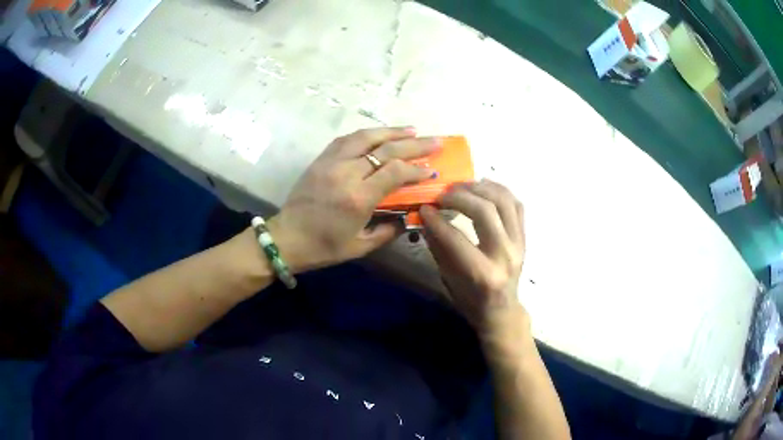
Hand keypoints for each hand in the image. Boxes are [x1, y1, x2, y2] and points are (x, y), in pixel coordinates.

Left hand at [267, 127, 440, 273]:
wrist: (287, 238)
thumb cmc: (324, 247)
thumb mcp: (360, 246)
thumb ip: (388, 230)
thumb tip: (410, 216)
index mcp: (358, 198)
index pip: (395, 172)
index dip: (416, 168)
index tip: (431, 170)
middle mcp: (346, 174)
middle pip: (385, 149)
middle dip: (414, 144)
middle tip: (434, 141)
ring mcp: (331, 162)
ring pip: (366, 137)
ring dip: (391, 131)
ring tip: (411, 130)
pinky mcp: (321, 159)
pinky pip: (347, 139)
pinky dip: (367, 134)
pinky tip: (379, 134)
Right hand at [420, 179, 526, 337]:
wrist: (501, 310)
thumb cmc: (471, 300)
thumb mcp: (448, 279)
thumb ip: (438, 247)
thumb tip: (426, 217)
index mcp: (483, 274)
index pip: (456, 238)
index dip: (436, 220)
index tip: (423, 208)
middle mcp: (505, 255)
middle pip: (485, 211)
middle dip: (459, 197)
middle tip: (442, 195)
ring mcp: (519, 244)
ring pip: (504, 201)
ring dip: (481, 188)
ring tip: (462, 186)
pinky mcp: (524, 237)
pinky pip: (516, 205)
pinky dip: (500, 190)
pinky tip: (483, 186)